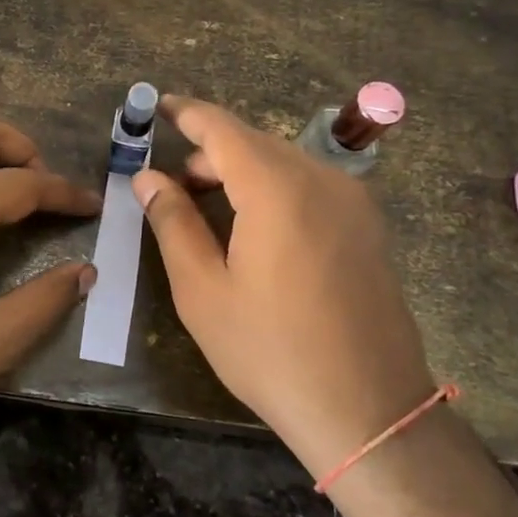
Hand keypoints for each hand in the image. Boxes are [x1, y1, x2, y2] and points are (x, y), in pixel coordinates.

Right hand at [133, 95, 433, 476]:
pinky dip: (273, 187)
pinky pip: (310, 185)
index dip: (186, 113)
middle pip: (254, 142)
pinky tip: (256, 225)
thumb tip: (148, 177)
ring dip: (241, 170)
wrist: (369, 409)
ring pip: (284, 162)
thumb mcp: (203, 290)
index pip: (221, 128)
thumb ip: (172, 222)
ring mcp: (352, 201)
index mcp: (276, 187)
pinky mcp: (367, 226)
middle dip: (209, 151)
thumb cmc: (271, 350)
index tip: (156, 107)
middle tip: (172, 182)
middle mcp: (320, 178)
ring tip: (207, 204)